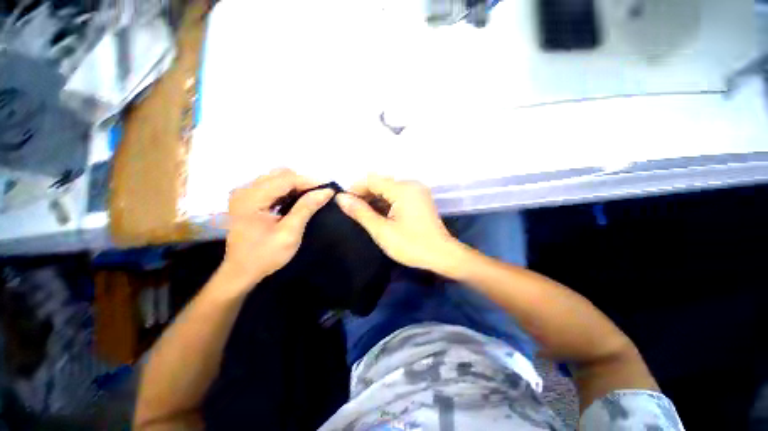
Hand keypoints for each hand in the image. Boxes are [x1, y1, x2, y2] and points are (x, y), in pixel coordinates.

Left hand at [220, 169, 333, 289]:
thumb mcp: (289, 233)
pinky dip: (286, 191)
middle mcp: (244, 190)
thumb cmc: (265, 255)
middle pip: (279, 175)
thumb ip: (306, 208)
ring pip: (276, 179)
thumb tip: (326, 191)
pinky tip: (296, 200)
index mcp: (251, 198)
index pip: (285, 179)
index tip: (328, 188)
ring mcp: (244, 194)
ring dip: (295, 186)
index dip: (309, 181)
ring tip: (310, 197)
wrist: (241, 272)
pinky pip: (271, 187)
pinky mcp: (247, 200)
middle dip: (302, 182)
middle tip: (319, 194)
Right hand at [335, 175, 461, 273]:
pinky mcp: (420, 199)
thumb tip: (340, 198)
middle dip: (365, 195)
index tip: (344, 203)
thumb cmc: (411, 245)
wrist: (442, 255)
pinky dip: (386, 202)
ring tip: (363, 215)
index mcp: (403, 189)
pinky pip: (398, 195)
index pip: (372, 180)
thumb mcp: (382, 230)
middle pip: (381, 183)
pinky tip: (379, 214)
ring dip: (375, 199)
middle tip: (352, 212)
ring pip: (389, 189)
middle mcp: (411, 185)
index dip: (355, 189)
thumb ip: (361, 212)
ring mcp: (417, 191)